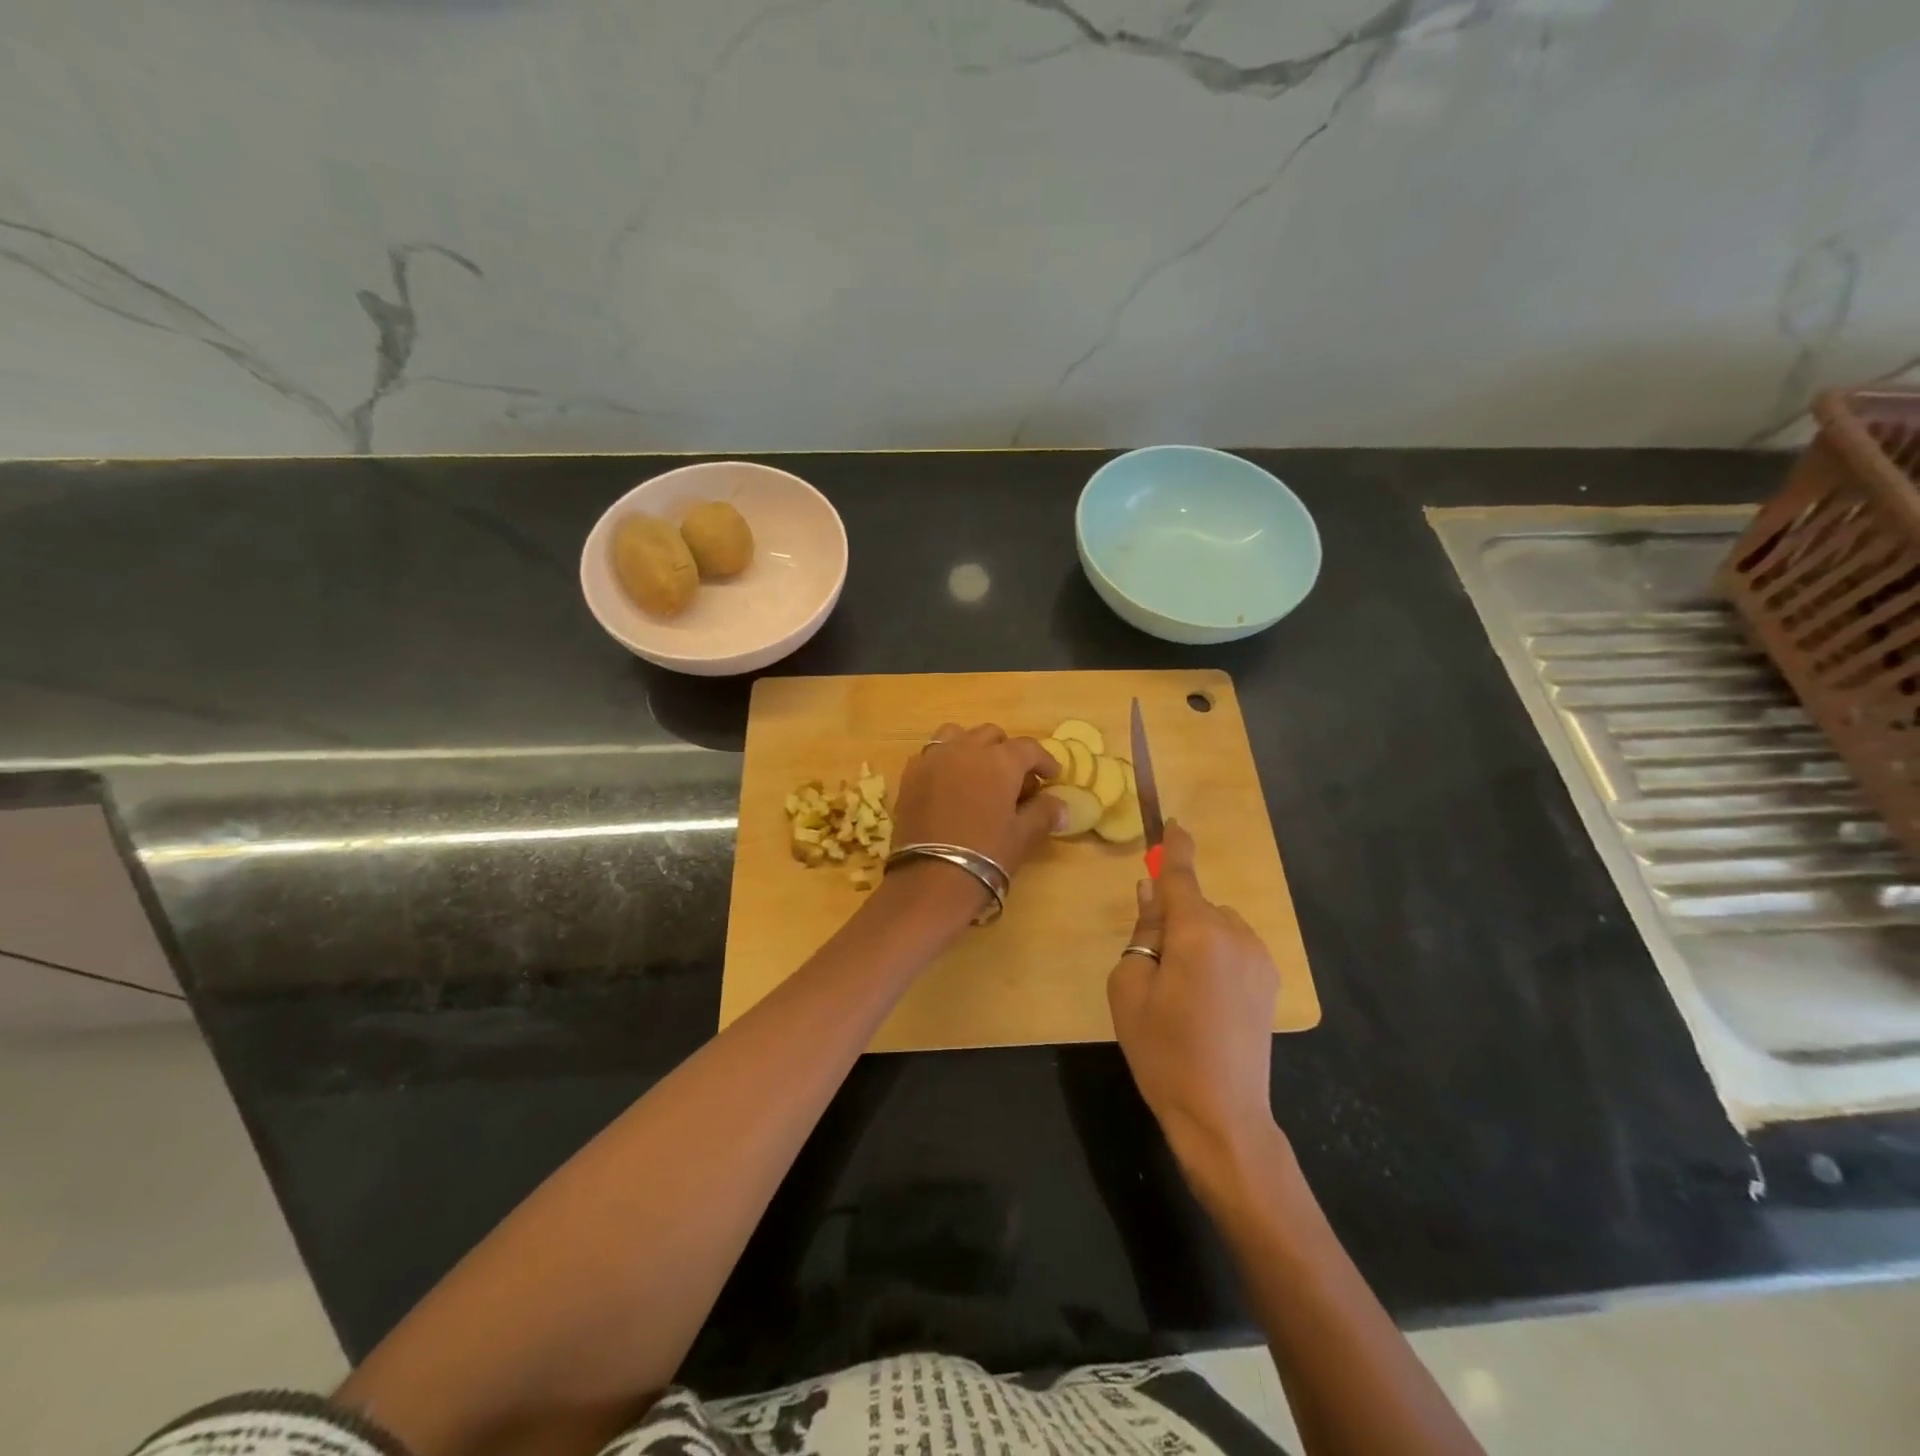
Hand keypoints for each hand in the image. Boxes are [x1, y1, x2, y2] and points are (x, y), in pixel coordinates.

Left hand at [889, 722, 1064, 879]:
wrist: (932, 877)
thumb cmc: (987, 854)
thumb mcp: (1023, 835)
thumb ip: (1044, 813)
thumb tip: (1062, 807)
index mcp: (1000, 760)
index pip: (1029, 748)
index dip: (1044, 760)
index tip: (1052, 776)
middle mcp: (966, 749)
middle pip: (992, 736)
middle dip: (1008, 752)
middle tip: (1015, 781)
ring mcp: (934, 759)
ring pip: (957, 735)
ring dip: (973, 747)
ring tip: (979, 773)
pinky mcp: (910, 775)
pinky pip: (931, 754)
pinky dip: (944, 761)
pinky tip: (949, 784)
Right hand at [1108, 821, 1282, 1178]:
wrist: (1222, 1114)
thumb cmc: (1162, 1050)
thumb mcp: (1129, 987)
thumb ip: (1143, 931)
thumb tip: (1152, 894)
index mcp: (1197, 933)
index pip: (1182, 876)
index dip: (1175, 848)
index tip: (1173, 822)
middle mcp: (1235, 935)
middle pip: (1196, 905)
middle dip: (1173, 917)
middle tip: (1151, 963)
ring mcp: (1259, 958)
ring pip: (1216, 926)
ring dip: (1195, 937)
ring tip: (1179, 990)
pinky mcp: (1270, 981)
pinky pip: (1233, 947)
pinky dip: (1215, 954)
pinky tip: (1205, 999)